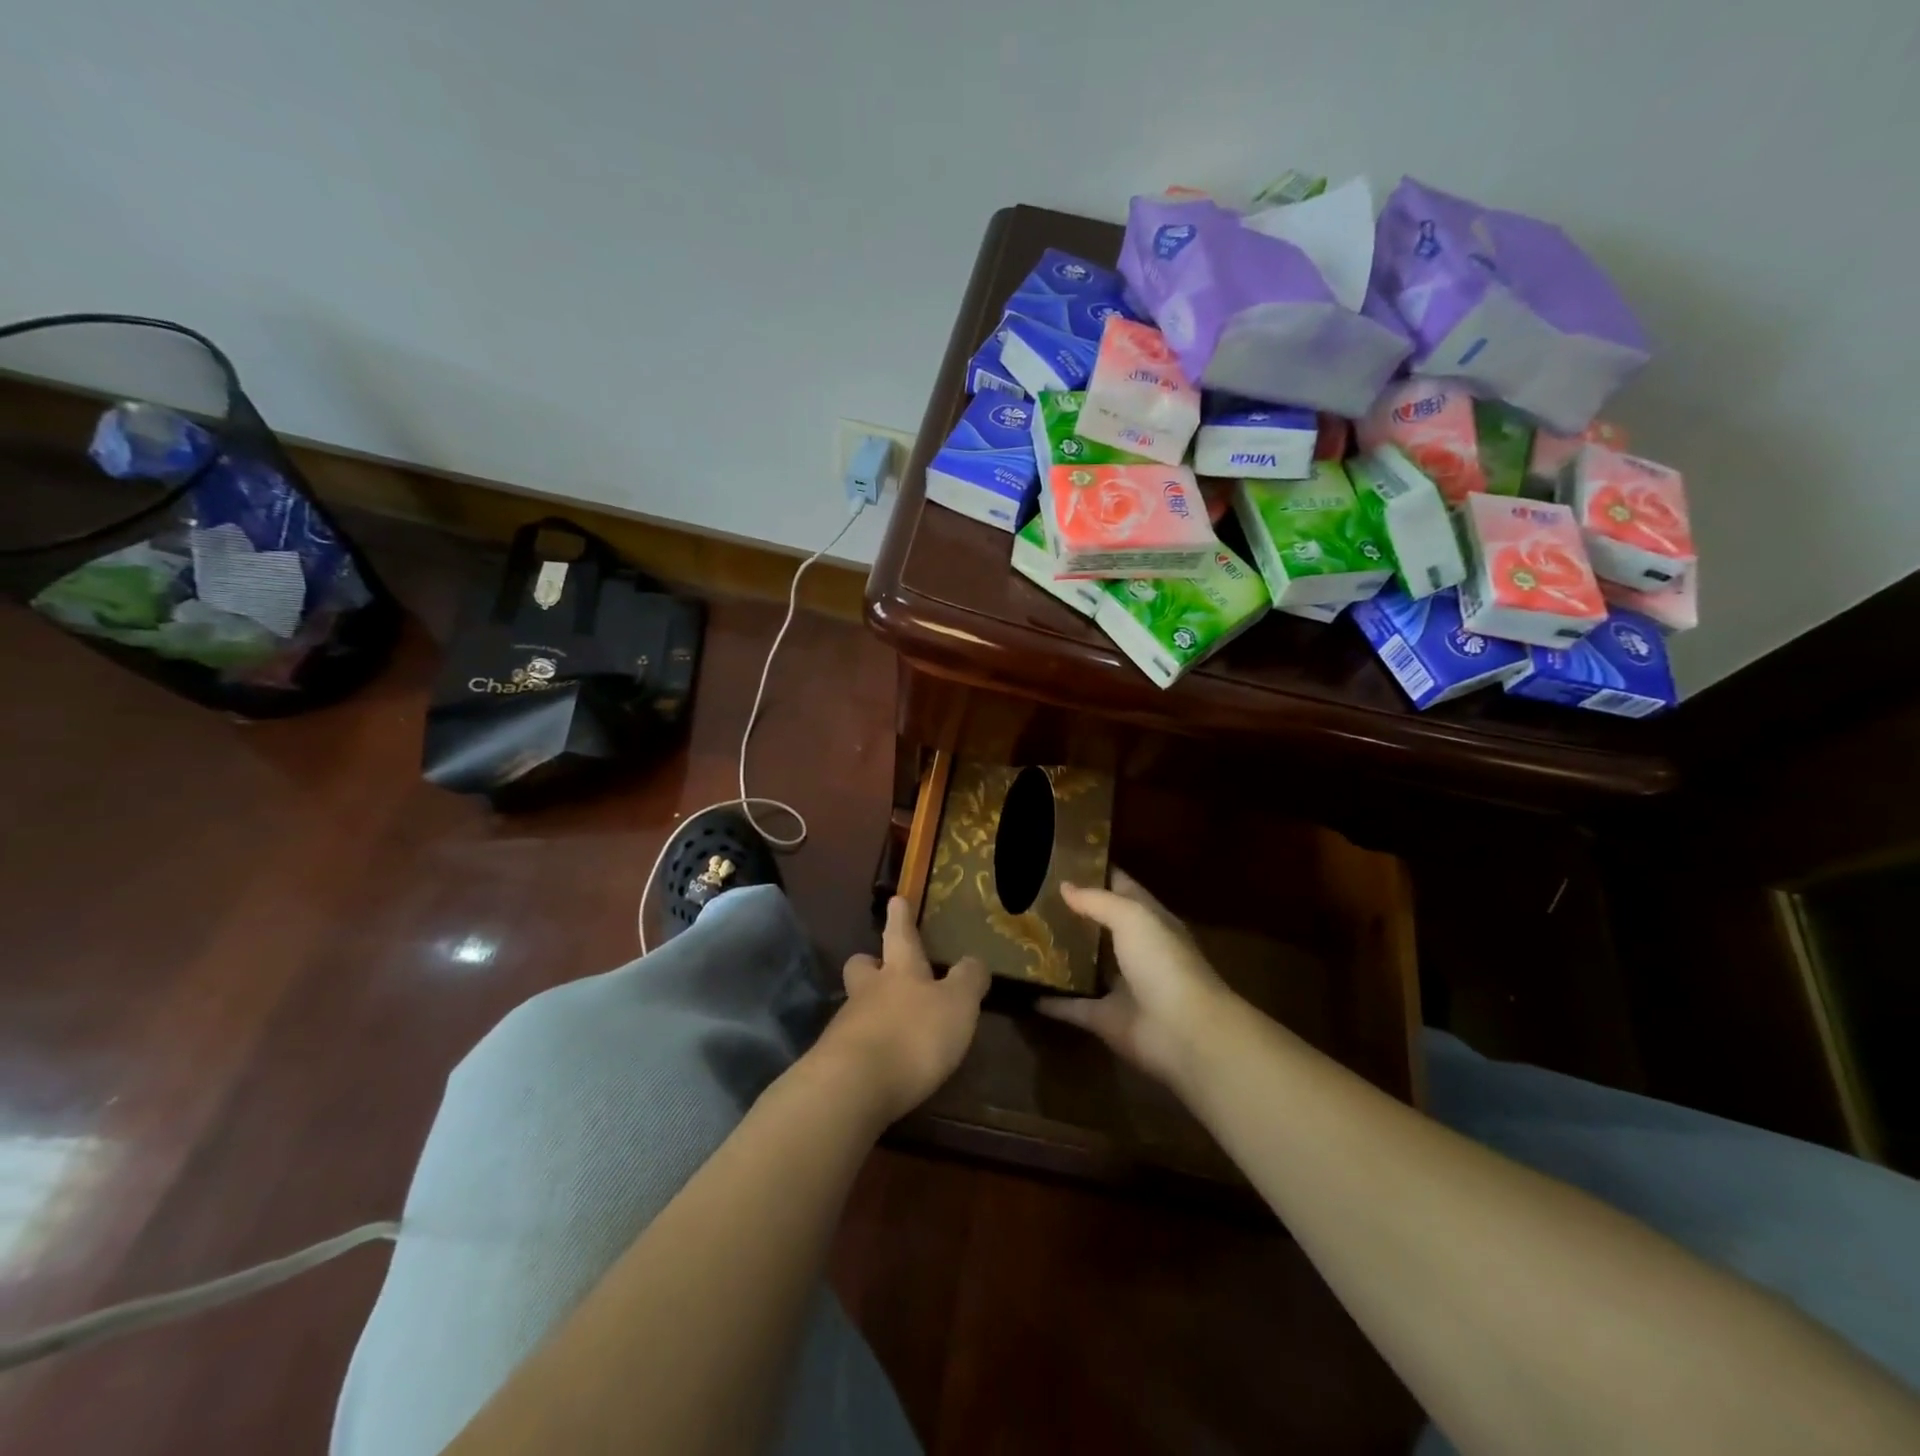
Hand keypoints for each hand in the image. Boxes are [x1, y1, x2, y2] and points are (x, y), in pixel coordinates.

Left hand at [812, 896, 988, 1125]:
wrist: (854, 1086)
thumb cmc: (913, 1035)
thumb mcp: (958, 1005)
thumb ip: (968, 981)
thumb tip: (974, 960)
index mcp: (900, 971)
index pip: (900, 935)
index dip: (900, 917)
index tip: (896, 900)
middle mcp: (869, 991)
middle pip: (862, 967)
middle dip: (870, 963)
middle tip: (879, 966)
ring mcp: (847, 1025)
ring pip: (855, 1005)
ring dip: (869, 1009)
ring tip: (890, 1024)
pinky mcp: (834, 1061)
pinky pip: (852, 1043)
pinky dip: (866, 1046)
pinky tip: (880, 1062)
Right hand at [1038, 869, 1234, 1085]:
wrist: (1184, 1032)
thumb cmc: (1163, 962)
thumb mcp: (1132, 917)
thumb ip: (1097, 900)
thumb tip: (1064, 886)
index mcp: (1149, 920)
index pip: (1120, 886)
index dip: (1094, 872)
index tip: (1058, 860)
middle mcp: (1135, 950)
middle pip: (1099, 926)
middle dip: (1070, 912)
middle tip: (1029, 896)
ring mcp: (1120, 986)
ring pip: (1085, 965)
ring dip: (1060, 955)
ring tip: (1023, 937)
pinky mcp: (1105, 1018)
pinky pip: (1072, 1007)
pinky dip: (1052, 1002)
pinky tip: (1024, 990)